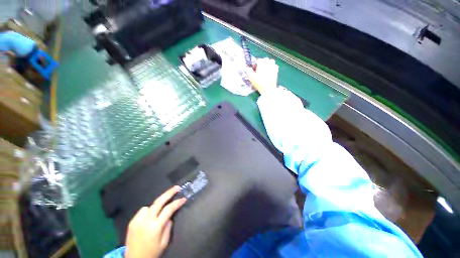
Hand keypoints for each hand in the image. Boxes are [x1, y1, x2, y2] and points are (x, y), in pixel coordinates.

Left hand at [125, 186, 186, 257]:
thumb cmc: (152, 253)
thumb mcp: (164, 242)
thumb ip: (168, 227)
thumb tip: (170, 216)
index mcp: (155, 227)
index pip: (169, 209)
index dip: (177, 202)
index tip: (184, 198)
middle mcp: (146, 221)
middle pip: (159, 201)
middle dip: (169, 192)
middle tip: (177, 187)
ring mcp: (137, 220)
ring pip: (150, 205)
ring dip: (157, 205)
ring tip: (160, 209)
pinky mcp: (132, 221)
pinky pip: (142, 211)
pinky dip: (148, 210)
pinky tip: (150, 216)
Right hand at [246, 58, 278, 93]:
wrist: (268, 89)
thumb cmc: (259, 83)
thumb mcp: (251, 78)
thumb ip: (248, 71)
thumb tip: (247, 67)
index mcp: (261, 64)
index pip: (258, 60)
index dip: (256, 63)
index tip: (254, 68)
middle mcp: (268, 64)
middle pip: (265, 59)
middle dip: (262, 62)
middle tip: (259, 68)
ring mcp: (273, 67)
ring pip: (271, 61)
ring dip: (268, 63)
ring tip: (265, 68)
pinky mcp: (276, 71)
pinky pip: (275, 65)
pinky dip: (273, 66)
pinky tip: (270, 70)